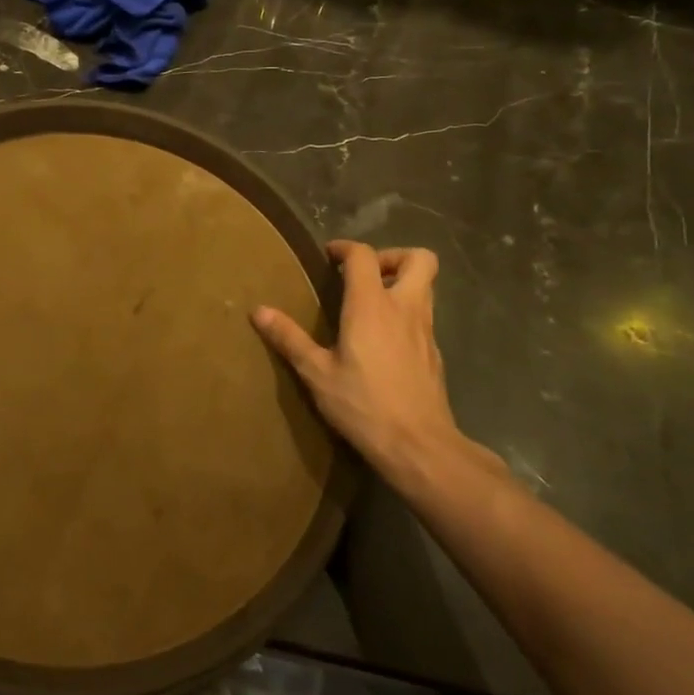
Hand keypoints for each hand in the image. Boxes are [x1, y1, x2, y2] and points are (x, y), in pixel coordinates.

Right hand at [253, 241, 490, 490]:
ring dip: (401, 283)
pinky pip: (424, 316)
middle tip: (364, 275)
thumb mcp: (316, 373)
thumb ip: (289, 338)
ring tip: (369, 304)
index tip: (329, 256)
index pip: (365, 255)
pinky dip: (406, 313)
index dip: (346, 248)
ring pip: (427, 286)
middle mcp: (404, 308)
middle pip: (419, 259)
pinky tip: (382, 340)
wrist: (419, 446)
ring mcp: (425, 331)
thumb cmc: (363, 404)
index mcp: (372, 305)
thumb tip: (258, 311)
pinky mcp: (434, 353)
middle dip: (392, 256)